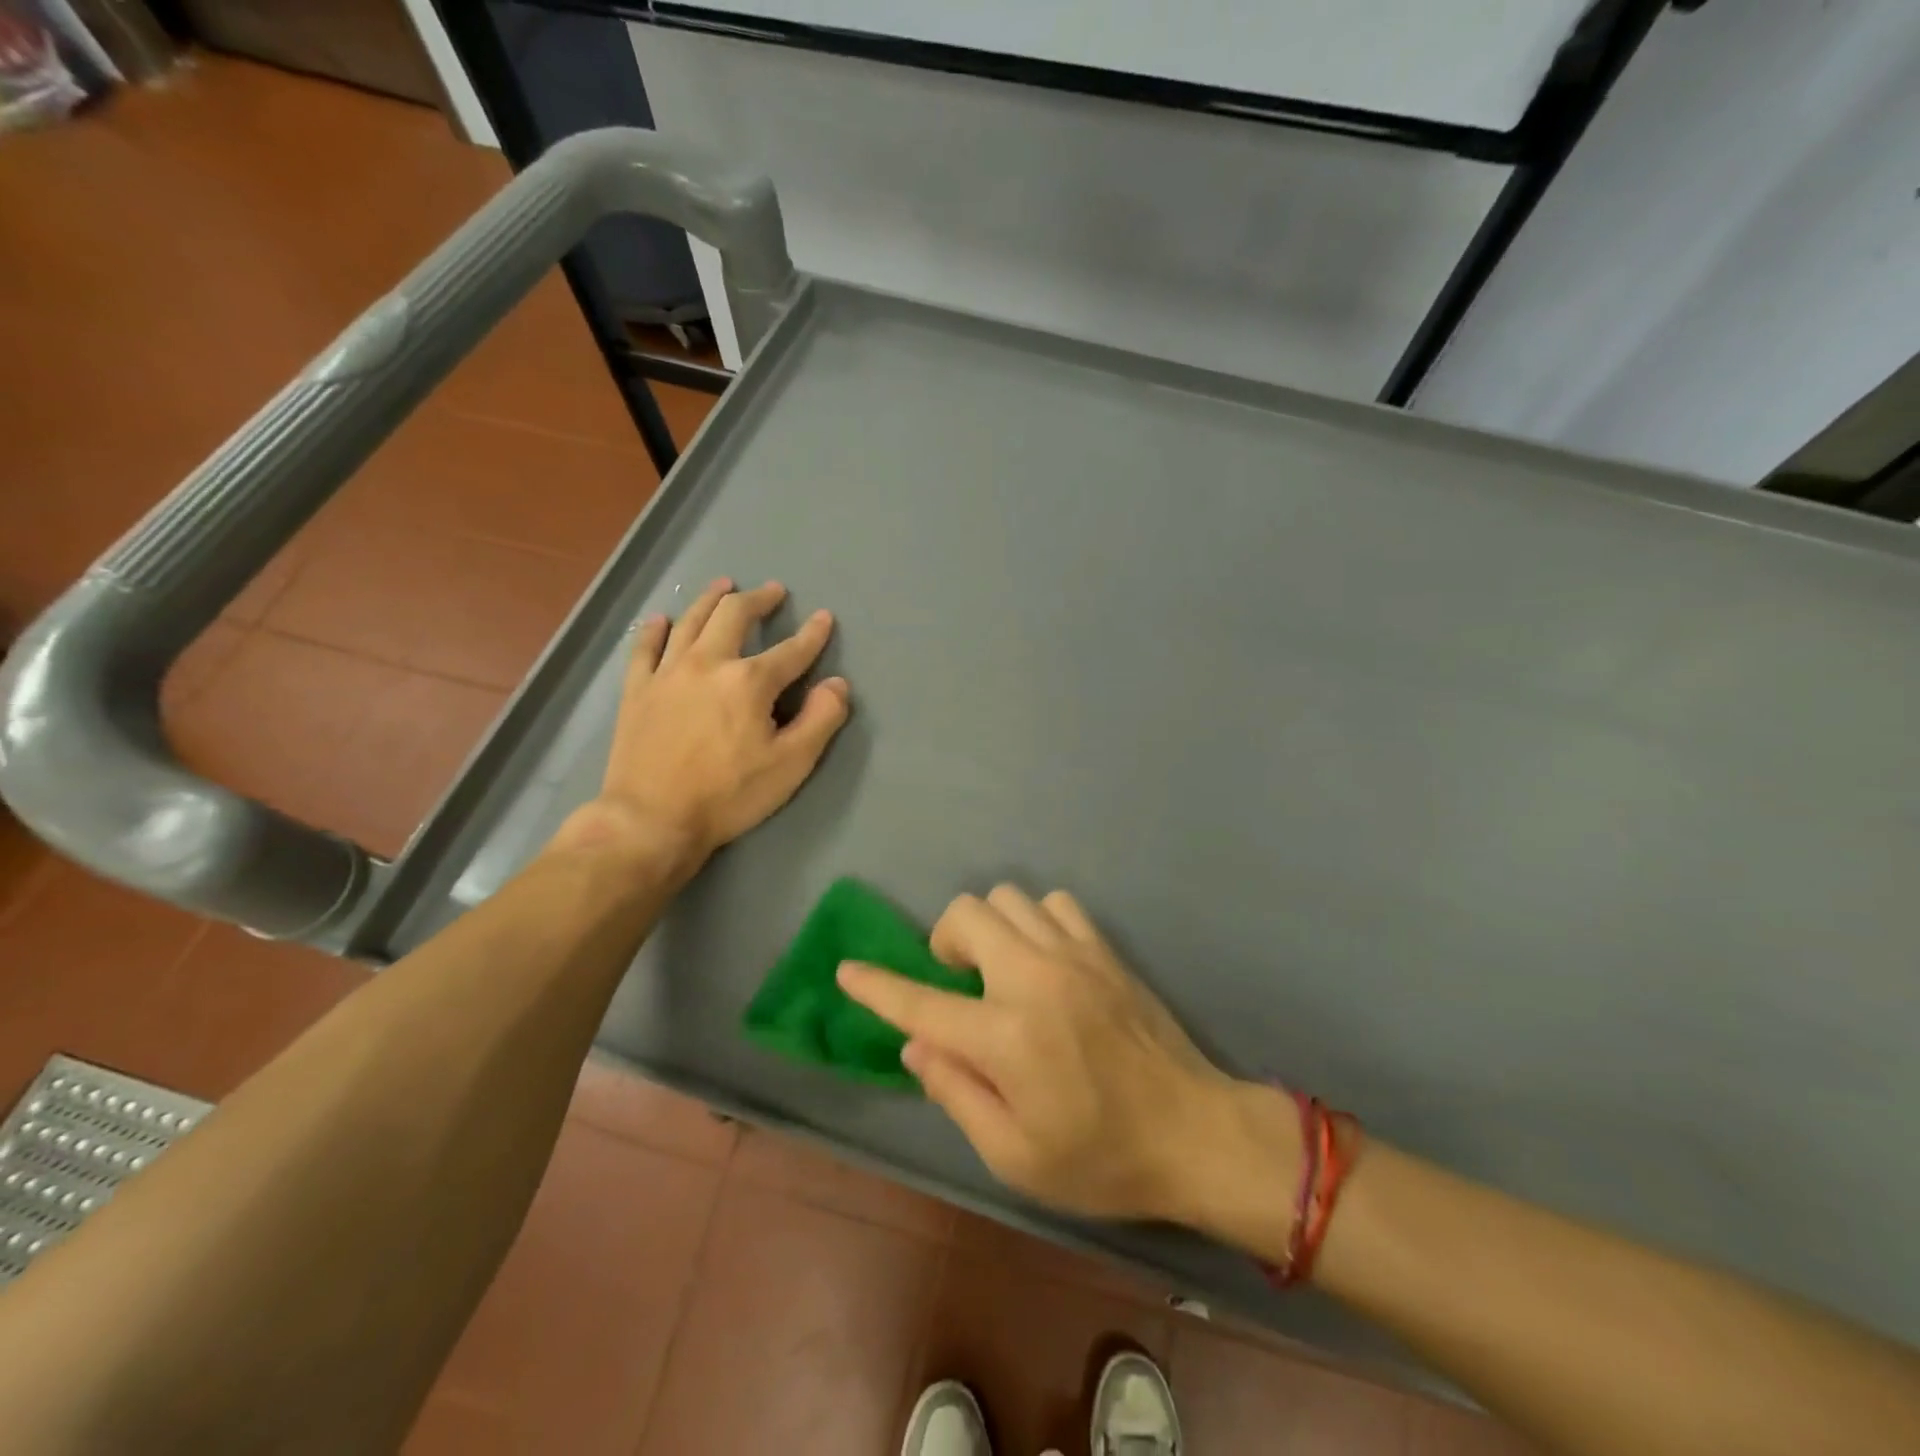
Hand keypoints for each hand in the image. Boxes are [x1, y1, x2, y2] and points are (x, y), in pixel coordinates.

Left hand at [554, 578, 849, 870]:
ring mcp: (667, 673)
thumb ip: (821, 720)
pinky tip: (662, 619)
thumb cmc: (729, 795)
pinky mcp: (637, 690)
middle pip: (734, 615)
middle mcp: (708, 663)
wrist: (651, 819)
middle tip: (773, 591)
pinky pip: (645, 647)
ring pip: (690, 620)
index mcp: (750, 681)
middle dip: (758, 600)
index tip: (824, 617)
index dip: (812, 634)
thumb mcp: (791, 765)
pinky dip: (655, 629)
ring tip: (724, 585)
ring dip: (711, 599)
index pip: (791, 650)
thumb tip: (837, 685)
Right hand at [838, 885, 1290, 1227]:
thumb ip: (955, 1091)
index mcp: (1006, 1036)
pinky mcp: (1105, 949)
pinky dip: (1036, 921)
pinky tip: (1044, 958)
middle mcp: (1034, 978)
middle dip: (943, 941)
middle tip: (957, 982)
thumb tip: (915, 1043)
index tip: (848, 969)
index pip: (921, 1000)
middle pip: (965, 915)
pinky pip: (1055, 903)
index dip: (876, 985)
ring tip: (1000, 968)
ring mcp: (1074, 955)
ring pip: (1008, 898)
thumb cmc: (1100, 1158)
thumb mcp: (1013, 1155)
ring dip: (990, 928)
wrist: (1195, 1132)